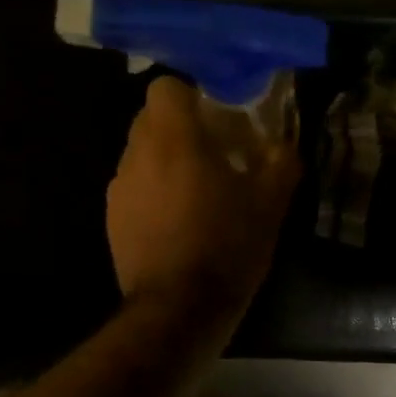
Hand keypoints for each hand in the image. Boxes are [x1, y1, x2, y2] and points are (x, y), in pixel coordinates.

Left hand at [106, 76, 299, 327]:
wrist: (179, 309)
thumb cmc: (227, 246)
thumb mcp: (271, 203)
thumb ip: (280, 160)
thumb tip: (282, 143)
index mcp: (174, 140)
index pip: (166, 87)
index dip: (191, 94)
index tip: (217, 114)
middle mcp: (137, 155)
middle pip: (151, 119)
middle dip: (181, 127)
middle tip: (215, 151)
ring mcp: (119, 189)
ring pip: (141, 154)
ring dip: (166, 161)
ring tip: (197, 191)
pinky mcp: (113, 219)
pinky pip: (134, 188)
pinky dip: (153, 192)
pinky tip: (178, 222)